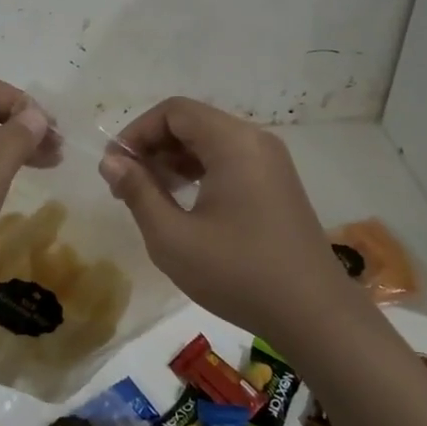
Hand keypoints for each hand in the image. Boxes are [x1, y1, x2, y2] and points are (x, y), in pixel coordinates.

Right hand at [100, 97, 352, 340]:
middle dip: (154, 147)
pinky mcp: (278, 183)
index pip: (174, 111)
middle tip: (127, 185)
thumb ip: (138, 192)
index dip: (137, 132)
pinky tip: (184, 204)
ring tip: (150, 196)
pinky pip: (230, 160)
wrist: (314, 314)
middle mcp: (255, 140)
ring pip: (211, 142)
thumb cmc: (238, 273)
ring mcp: (271, 161)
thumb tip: (111, 162)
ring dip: (175, 160)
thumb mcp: (173, 238)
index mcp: (233, 142)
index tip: (114, 167)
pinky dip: (200, 172)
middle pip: (193, 122)